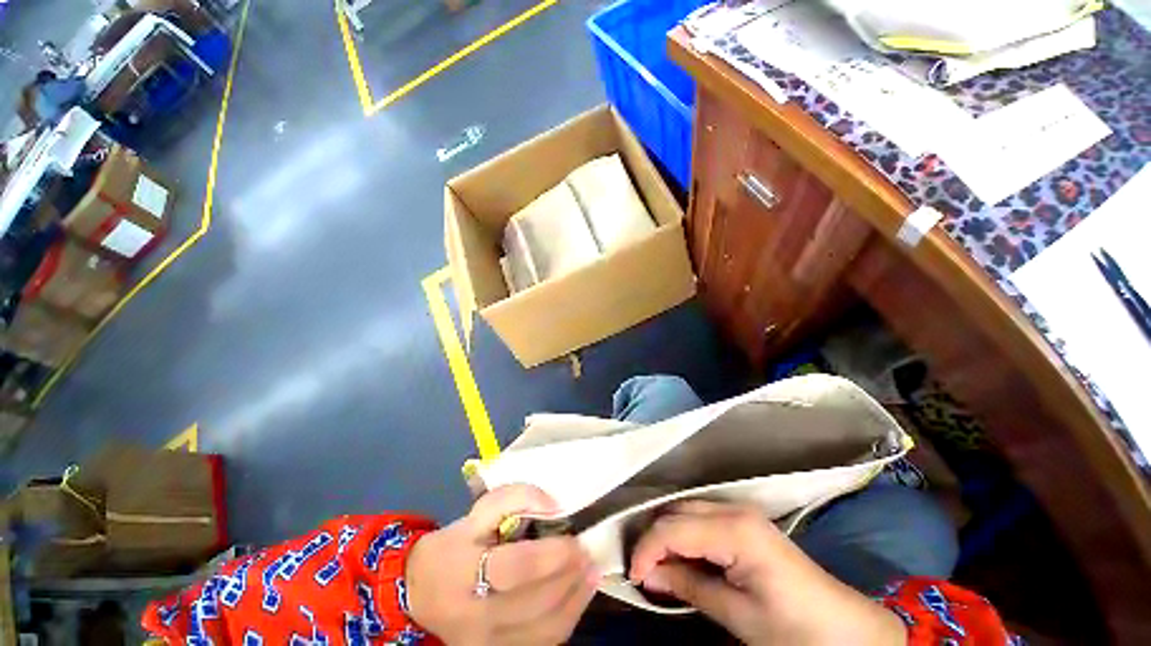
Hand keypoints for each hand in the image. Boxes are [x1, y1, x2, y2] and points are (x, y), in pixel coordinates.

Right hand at [406, 485, 597, 644]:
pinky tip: (579, 597)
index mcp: (464, 572)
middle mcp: (475, 616)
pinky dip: (567, 620)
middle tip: (588, 554)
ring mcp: (486, 643)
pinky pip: (541, 643)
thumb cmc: (453, 545)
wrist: (420, 594)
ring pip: (543, 631)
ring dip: (575, 599)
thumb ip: (515, 498)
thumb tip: (554, 506)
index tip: (574, 539)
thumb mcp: (478, 511)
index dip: (551, 555)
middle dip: (569, 577)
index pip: (515, 568)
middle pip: (535, 603)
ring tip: (591, 573)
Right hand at [629, 501, 905, 645]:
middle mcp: (732, 508)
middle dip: (654, 538)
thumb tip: (648, 575)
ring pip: (685, 511)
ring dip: (667, 535)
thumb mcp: (738, 615)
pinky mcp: (743, 521)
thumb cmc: (793, 628)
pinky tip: (682, 558)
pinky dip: (684, 535)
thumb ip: (688, 586)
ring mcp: (739, 511)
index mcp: (734, 529)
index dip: (647, 549)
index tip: (633, 576)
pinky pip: (700, 518)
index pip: (673, 528)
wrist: (844, 629)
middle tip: (644, 572)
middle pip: (676, 512)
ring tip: (659, 566)